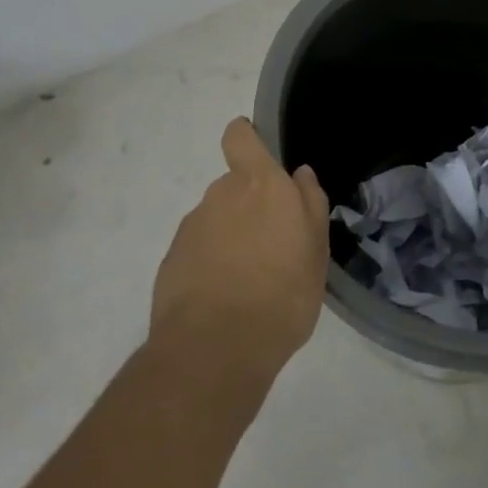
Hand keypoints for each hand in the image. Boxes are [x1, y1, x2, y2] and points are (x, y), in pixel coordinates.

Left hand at [149, 119, 330, 379]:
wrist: (215, 350)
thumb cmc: (281, 294)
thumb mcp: (316, 250)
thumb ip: (310, 203)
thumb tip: (299, 174)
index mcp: (258, 184)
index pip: (240, 136)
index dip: (246, 138)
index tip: (258, 154)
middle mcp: (220, 195)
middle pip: (234, 186)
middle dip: (249, 207)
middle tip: (271, 247)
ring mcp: (191, 228)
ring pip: (216, 221)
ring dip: (230, 239)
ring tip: (249, 282)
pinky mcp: (171, 261)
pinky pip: (198, 251)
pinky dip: (210, 266)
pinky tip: (223, 300)